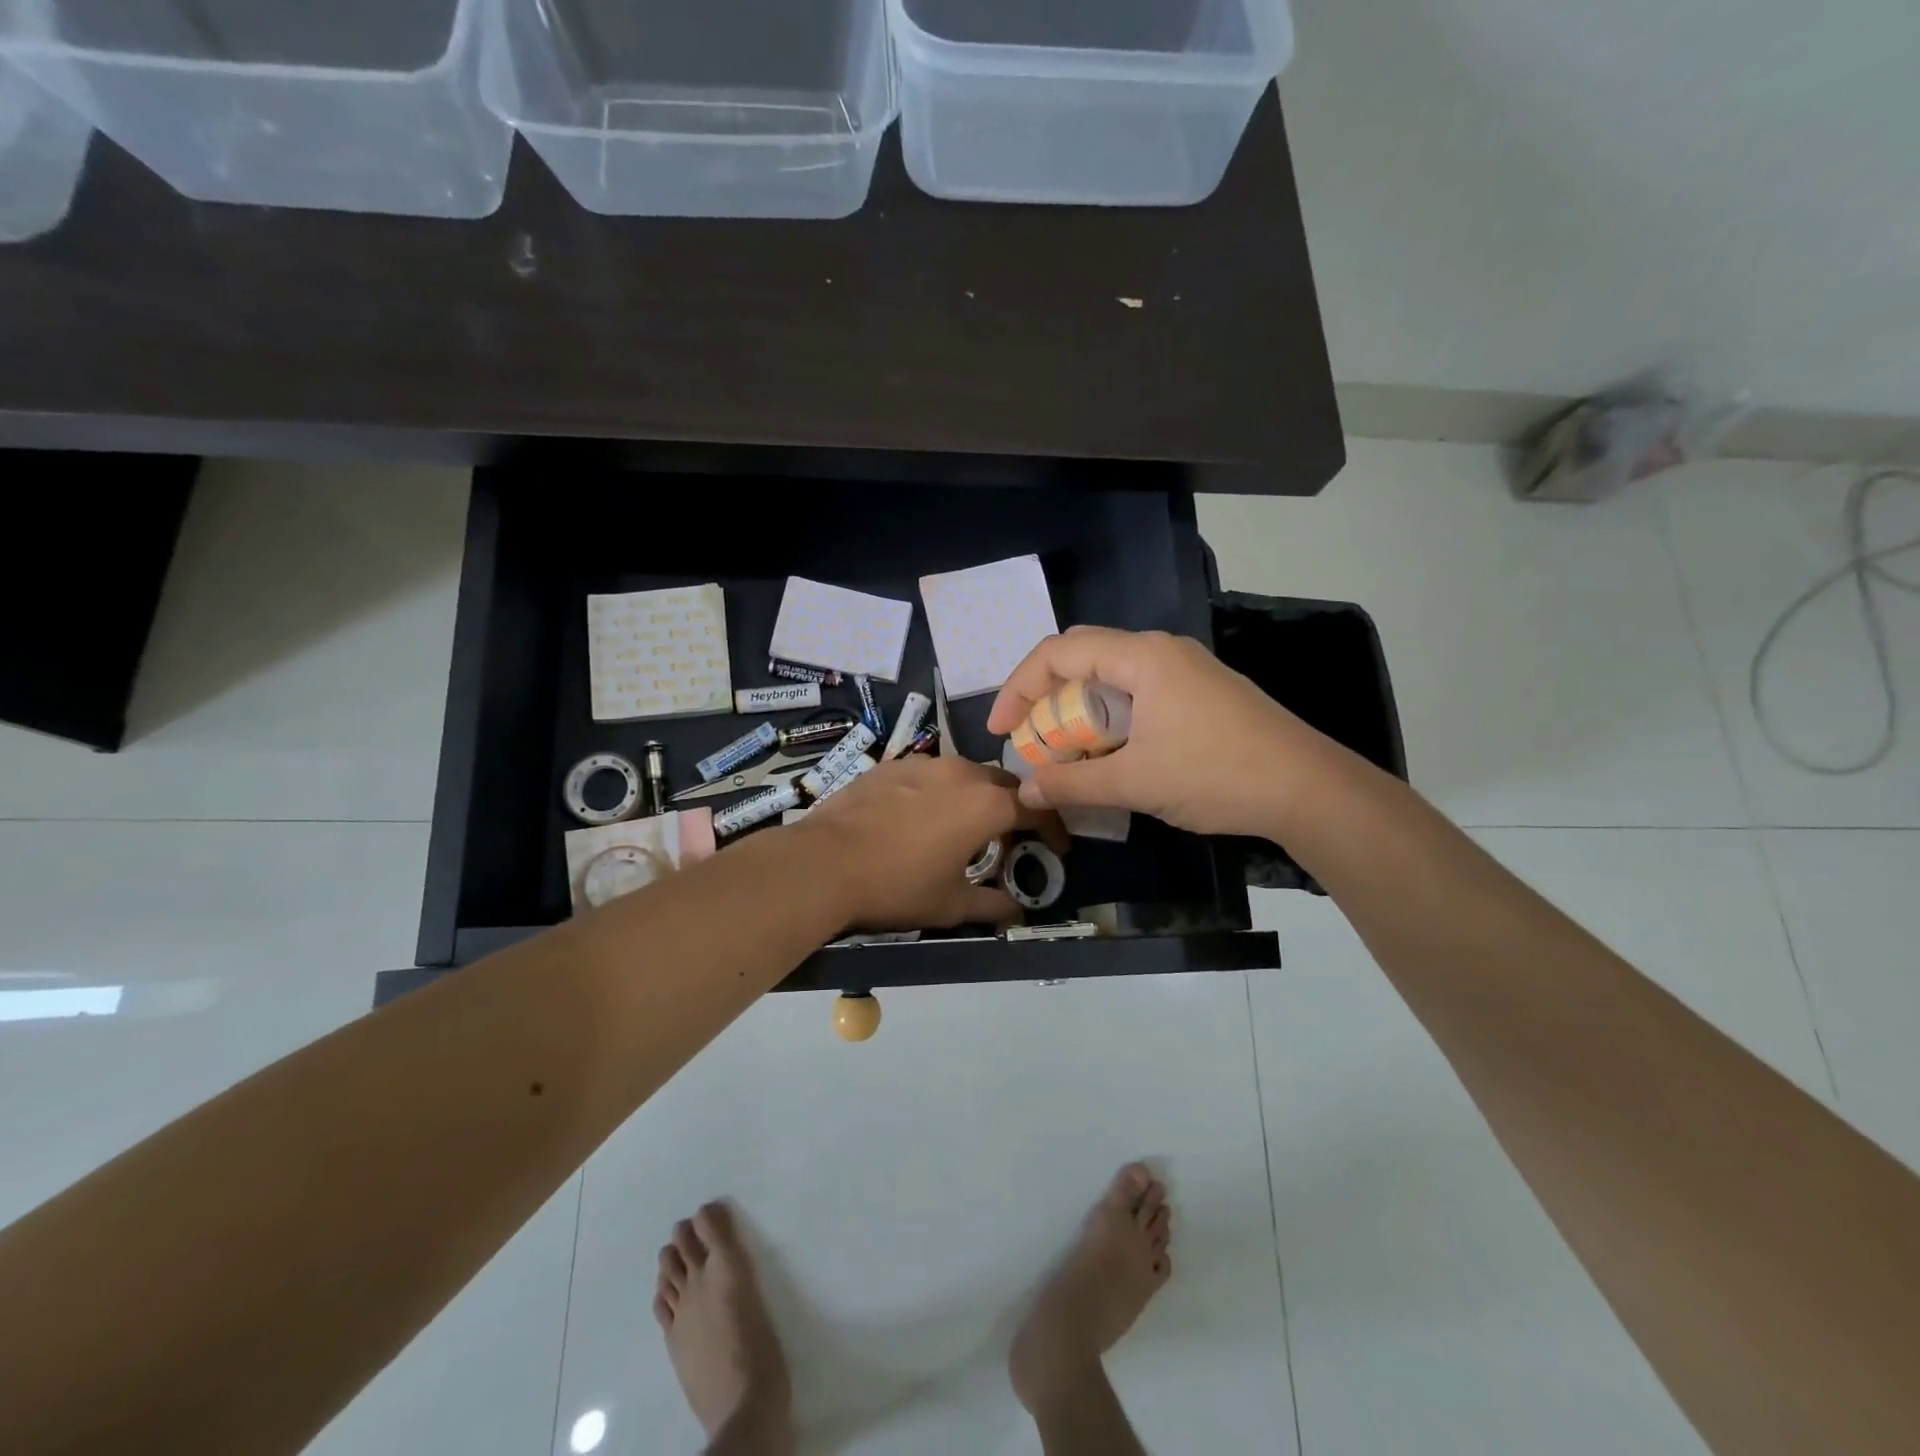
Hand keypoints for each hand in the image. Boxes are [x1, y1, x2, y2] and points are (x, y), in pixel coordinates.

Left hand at [793, 755, 1067, 930]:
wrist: (824, 862)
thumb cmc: (896, 886)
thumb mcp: (950, 904)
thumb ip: (992, 905)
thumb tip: (1017, 913)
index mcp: (985, 804)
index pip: (1037, 808)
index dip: (1054, 829)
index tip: (1057, 849)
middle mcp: (961, 773)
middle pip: (1003, 784)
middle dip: (1015, 808)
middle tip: (1012, 838)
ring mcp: (924, 763)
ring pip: (966, 774)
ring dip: (977, 796)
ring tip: (967, 826)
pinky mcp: (892, 764)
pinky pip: (931, 774)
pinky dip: (941, 792)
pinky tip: (922, 817)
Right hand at [986, 627, 1328, 837]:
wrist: (1309, 789)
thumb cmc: (1216, 775)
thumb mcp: (1135, 782)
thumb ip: (1073, 784)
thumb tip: (1027, 791)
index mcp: (1142, 657)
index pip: (1059, 653)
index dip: (1019, 688)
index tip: (1002, 731)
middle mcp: (1161, 651)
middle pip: (1083, 656)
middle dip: (1046, 696)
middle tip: (1030, 736)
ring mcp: (1186, 670)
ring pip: (1112, 677)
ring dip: (1080, 710)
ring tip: (1066, 752)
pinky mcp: (1202, 693)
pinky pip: (1139, 693)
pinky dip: (1111, 717)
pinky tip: (1111, 753)